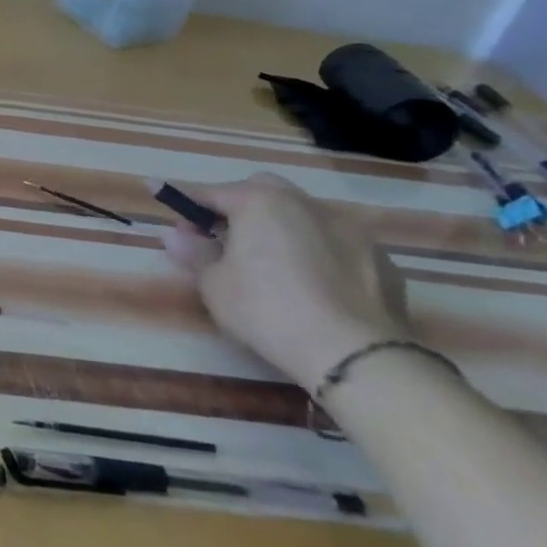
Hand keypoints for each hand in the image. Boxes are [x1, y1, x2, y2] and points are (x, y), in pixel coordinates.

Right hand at [160, 173, 409, 388]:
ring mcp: (351, 231)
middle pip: (263, 191)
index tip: (164, 202)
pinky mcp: (382, 262)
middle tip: (224, 238)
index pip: (211, 193)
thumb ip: (193, 253)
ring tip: (271, 264)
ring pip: (305, 216)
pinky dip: (320, 256)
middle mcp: (306, 204)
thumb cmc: (267, 309)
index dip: (185, 200)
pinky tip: (314, 287)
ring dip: (282, 229)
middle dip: (240, 207)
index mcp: (260, 202)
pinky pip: (338, 247)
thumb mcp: (214, 285)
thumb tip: (174, 235)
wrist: (355, 355)